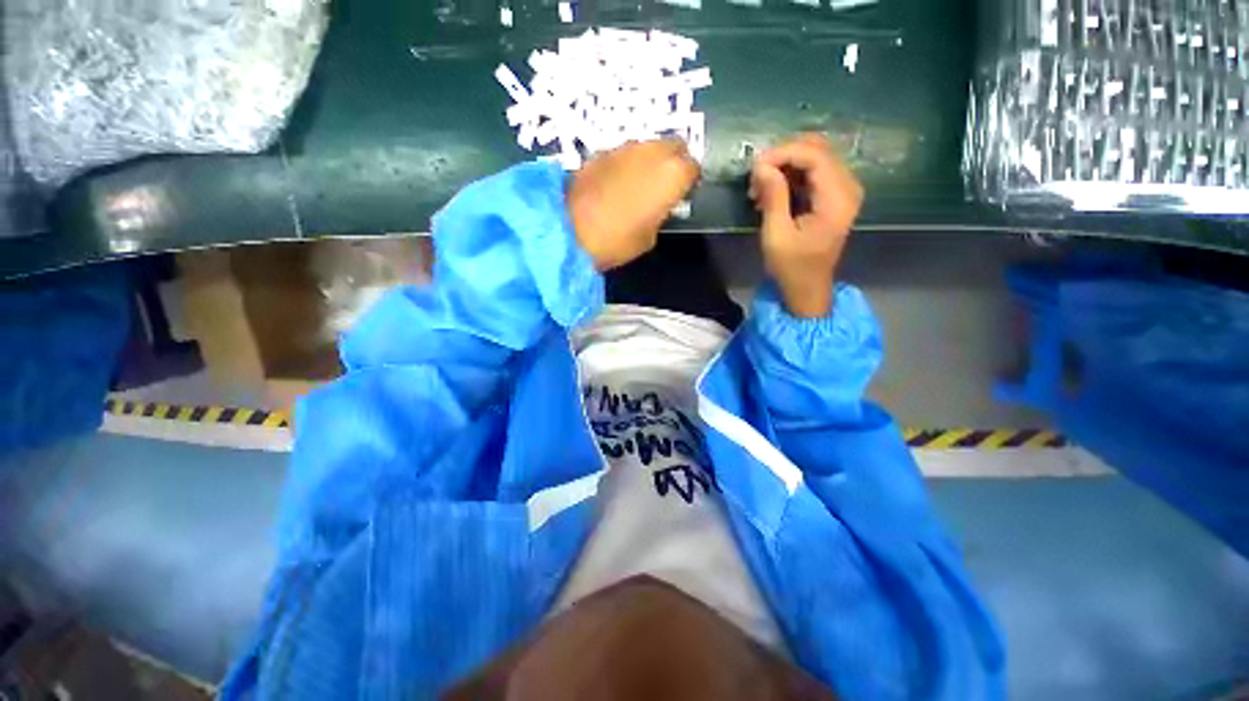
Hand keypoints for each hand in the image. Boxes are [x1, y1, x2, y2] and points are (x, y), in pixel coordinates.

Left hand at [568, 140, 699, 270]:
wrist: (569, 231)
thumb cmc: (617, 241)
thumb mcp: (649, 237)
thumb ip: (660, 213)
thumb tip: (657, 204)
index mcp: (671, 175)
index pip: (693, 167)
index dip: (690, 181)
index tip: (684, 193)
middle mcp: (652, 152)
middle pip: (674, 145)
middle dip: (675, 161)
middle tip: (667, 183)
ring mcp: (625, 148)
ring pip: (648, 146)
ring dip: (650, 160)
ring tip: (641, 182)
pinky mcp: (601, 151)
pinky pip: (624, 153)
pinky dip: (626, 164)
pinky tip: (617, 183)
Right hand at [750, 133, 862, 317]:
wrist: (808, 288)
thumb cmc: (791, 267)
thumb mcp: (776, 235)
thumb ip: (773, 197)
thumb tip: (761, 166)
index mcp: (837, 199)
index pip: (814, 155)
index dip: (783, 153)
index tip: (754, 167)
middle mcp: (847, 187)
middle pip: (817, 149)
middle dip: (783, 157)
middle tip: (756, 178)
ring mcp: (843, 190)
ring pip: (815, 157)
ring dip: (785, 166)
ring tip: (760, 188)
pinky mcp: (835, 195)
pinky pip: (814, 171)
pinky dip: (791, 175)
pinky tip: (772, 192)